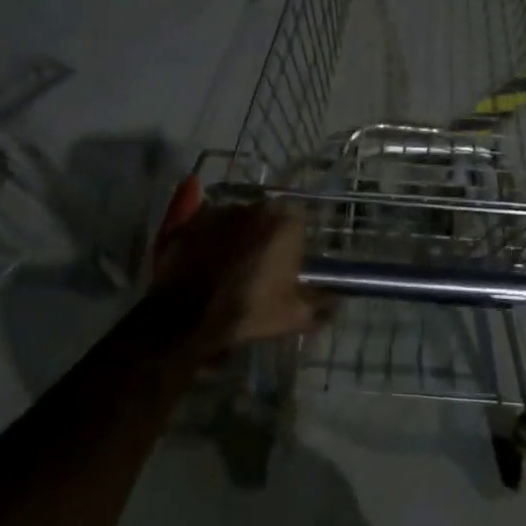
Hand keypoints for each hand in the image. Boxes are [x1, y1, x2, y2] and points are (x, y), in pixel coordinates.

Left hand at [151, 202, 329, 347]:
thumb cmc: (248, 312)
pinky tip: (203, 250)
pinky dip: (206, 230)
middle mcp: (253, 207)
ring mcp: (217, 210)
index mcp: (283, 223)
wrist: (187, 319)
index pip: (297, 220)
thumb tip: (337, 300)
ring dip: (235, 232)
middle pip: (264, 215)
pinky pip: (203, 218)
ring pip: (234, 216)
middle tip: (257, 264)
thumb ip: (321, 305)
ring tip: (226, 263)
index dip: (292, 240)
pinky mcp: (188, 219)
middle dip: (263, 234)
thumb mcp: (294, 316)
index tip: (286, 262)